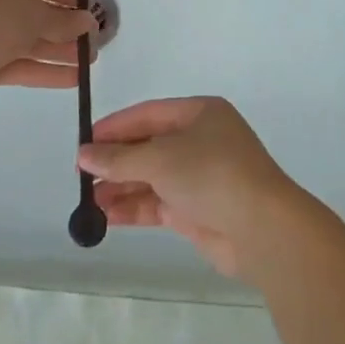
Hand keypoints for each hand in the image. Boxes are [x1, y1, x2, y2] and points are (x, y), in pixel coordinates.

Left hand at [0, 0, 97, 109]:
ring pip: (27, 40)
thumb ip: (61, 20)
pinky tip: (73, 79)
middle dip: (64, 27)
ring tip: (90, 61)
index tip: (92, 7)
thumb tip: (89, 23)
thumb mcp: (31, 15)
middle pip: (33, 11)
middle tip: (94, 38)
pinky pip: (18, 63)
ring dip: (58, 50)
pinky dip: (43, 69)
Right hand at [77, 96, 302, 276]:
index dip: (116, 127)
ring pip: (153, 177)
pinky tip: (107, 216)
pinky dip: (134, 208)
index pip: (149, 114)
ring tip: (88, 201)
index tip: (85, 142)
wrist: (262, 229)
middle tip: (82, 175)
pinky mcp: (199, 211)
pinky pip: (159, 203)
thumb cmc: (212, 174)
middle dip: (116, 161)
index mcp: (200, 114)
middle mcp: (201, 141)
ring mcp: (201, 177)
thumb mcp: (160, 158)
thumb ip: (119, 158)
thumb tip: (83, 154)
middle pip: (149, 146)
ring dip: (121, 187)